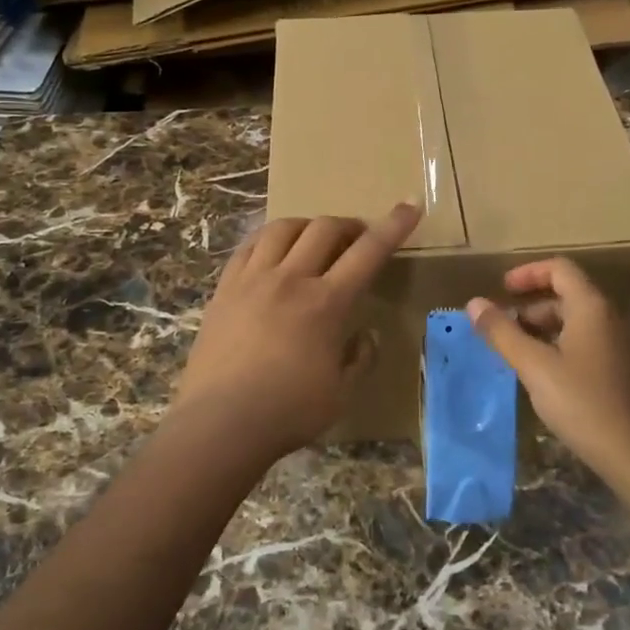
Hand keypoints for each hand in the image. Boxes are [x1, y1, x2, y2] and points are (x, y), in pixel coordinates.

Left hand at [175, 203, 421, 463]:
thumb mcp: (341, 393)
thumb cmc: (288, 412)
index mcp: (327, 303)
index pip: (368, 252)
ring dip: (308, 225)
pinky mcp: (225, 288)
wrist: (220, 423)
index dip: (393, 226)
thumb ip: (360, 358)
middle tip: (358, 238)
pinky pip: (249, 247)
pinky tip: (273, 251)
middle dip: (349, 225)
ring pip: (284, 229)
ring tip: (315, 239)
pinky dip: (268, 239)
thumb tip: (366, 334)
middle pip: (325, 229)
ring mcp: (253, 279)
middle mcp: (291, 279)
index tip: (409, 206)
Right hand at [466, 257, 629, 480]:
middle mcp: (612, 318)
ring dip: (545, 329)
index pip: (560, 269)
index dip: (528, 273)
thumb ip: (502, 333)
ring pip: (578, 322)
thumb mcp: (534, 367)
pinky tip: (547, 377)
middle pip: (568, 295)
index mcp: (592, 308)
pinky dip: (563, 346)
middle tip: (504, 330)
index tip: (502, 290)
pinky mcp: (627, 371)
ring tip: (519, 354)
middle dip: (531, 307)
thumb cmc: (583, 404)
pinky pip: (590, 343)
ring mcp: (624, 345)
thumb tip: (474, 304)